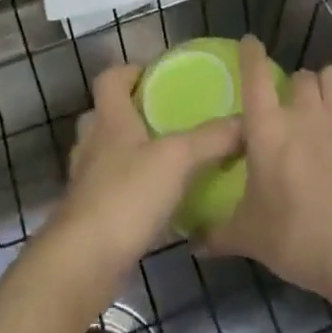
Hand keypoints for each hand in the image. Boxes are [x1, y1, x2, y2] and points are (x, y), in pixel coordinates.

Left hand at [48, 65, 241, 288]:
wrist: (85, 261)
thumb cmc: (127, 195)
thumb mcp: (177, 160)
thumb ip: (211, 138)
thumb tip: (246, 121)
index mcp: (110, 120)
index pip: (109, 79)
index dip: (128, 71)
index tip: (154, 75)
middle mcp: (93, 144)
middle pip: (104, 115)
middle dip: (129, 113)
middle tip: (162, 118)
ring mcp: (86, 181)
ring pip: (105, 154)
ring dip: (128, 153)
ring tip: (163, 160)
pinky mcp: (89, 214)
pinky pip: (110, 189)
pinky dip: (130, 189)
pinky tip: (156, 202)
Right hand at [206, 38, 331, 302]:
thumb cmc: (297, 239)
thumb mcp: (249, 237)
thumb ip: (219, 232)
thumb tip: (193, 243)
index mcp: (268, 128)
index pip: (255, 74)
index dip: (251, 54)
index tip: (250, 44)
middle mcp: (305, 111)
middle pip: (300, 76)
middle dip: (297, 88)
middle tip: (296, 111)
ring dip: (330, 86)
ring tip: (330, 106)